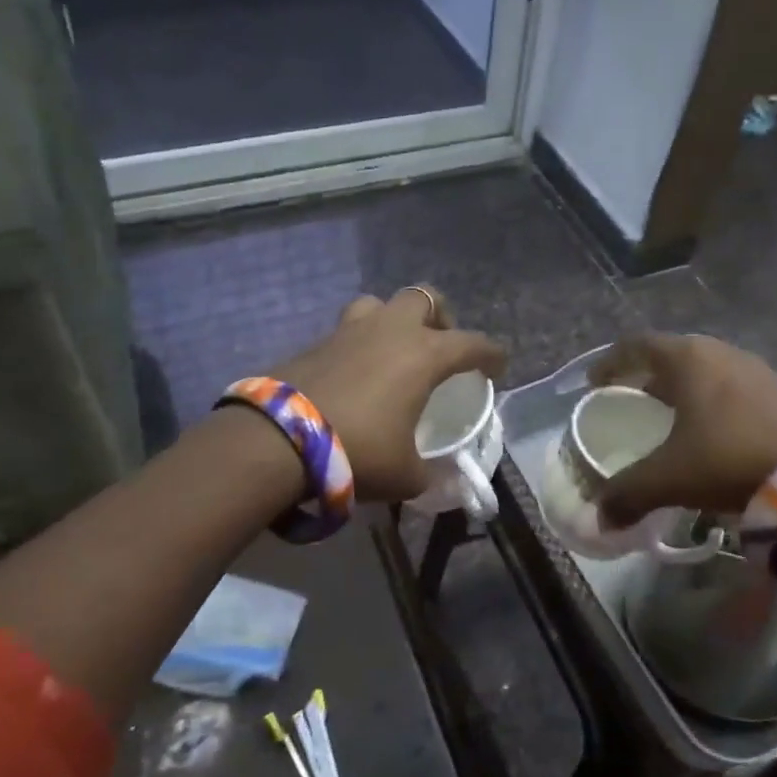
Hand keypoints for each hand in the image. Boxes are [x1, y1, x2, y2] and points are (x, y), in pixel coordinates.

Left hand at [273, 287, 504, 502]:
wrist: (279, 440)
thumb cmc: (359, 451)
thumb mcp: (406, 475)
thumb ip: (429, 473)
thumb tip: (437, 478)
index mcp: (424, 354)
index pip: (472, 343)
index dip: (491, 354)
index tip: (497, 368)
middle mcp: (390, 331)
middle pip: (424, 298)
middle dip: (439, 317)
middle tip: (439, 346)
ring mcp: (349, 331)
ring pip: (379, 304)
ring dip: (393, 321)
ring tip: (393, 352)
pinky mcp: (315, 342)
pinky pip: (347, 331)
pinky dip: (358, 345)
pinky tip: (354, 375)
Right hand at [588, 333, 776, 526]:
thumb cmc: (730, 458)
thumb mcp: (670, 478)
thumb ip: (628, 494)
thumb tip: (600, 518)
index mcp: (688, 359)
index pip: (637, 345)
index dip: (610, 362)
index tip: (595, 383)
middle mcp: (721, 353)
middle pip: (672, 356)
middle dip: (646, 378)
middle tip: (630, 402)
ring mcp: (756, 370)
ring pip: (705, 372)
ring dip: (682, 391)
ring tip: (668, 419)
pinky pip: (732, 389)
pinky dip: (711, 404)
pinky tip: (711, 435)